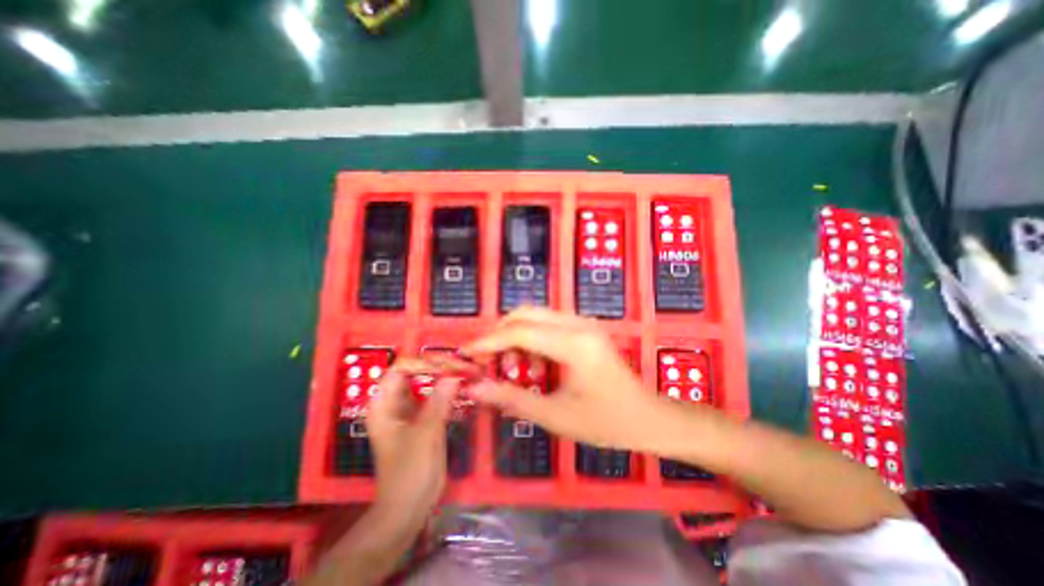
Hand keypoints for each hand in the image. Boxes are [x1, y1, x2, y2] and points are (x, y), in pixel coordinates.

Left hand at [363, 369, 454, 518]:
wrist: (409, 507)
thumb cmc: (409, 472)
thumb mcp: (425, 434)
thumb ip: (440, 401)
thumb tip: (455, 374)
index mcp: (384, 403)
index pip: (401, 367)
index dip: (424, 362)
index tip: (449, 365)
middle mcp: (394, 401)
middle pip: (415, 372)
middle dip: (439, 366)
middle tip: (463, 365)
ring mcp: (409, 409)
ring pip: (427, 382)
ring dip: (445, 375)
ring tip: (466, 370)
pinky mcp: (423, 417)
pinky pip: (435, 395)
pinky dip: (448, 389)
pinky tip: (464, 385)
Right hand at [466, 308, 667, 453]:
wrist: (648, 418)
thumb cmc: (606, 422)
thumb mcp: (555, 416)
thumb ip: (512, 398)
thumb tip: (475, 388)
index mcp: (574, 344)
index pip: (519, 331)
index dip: (489, 341)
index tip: (466, 353)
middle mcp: (578, 324)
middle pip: (525, 314)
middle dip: (500, 334)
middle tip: (489, 361)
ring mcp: (583, 323)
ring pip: (536, 316)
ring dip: (517, 337)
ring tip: (516, 369)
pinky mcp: (585, 329)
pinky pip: (548, 324)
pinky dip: (532, 339)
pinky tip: (535, 365)